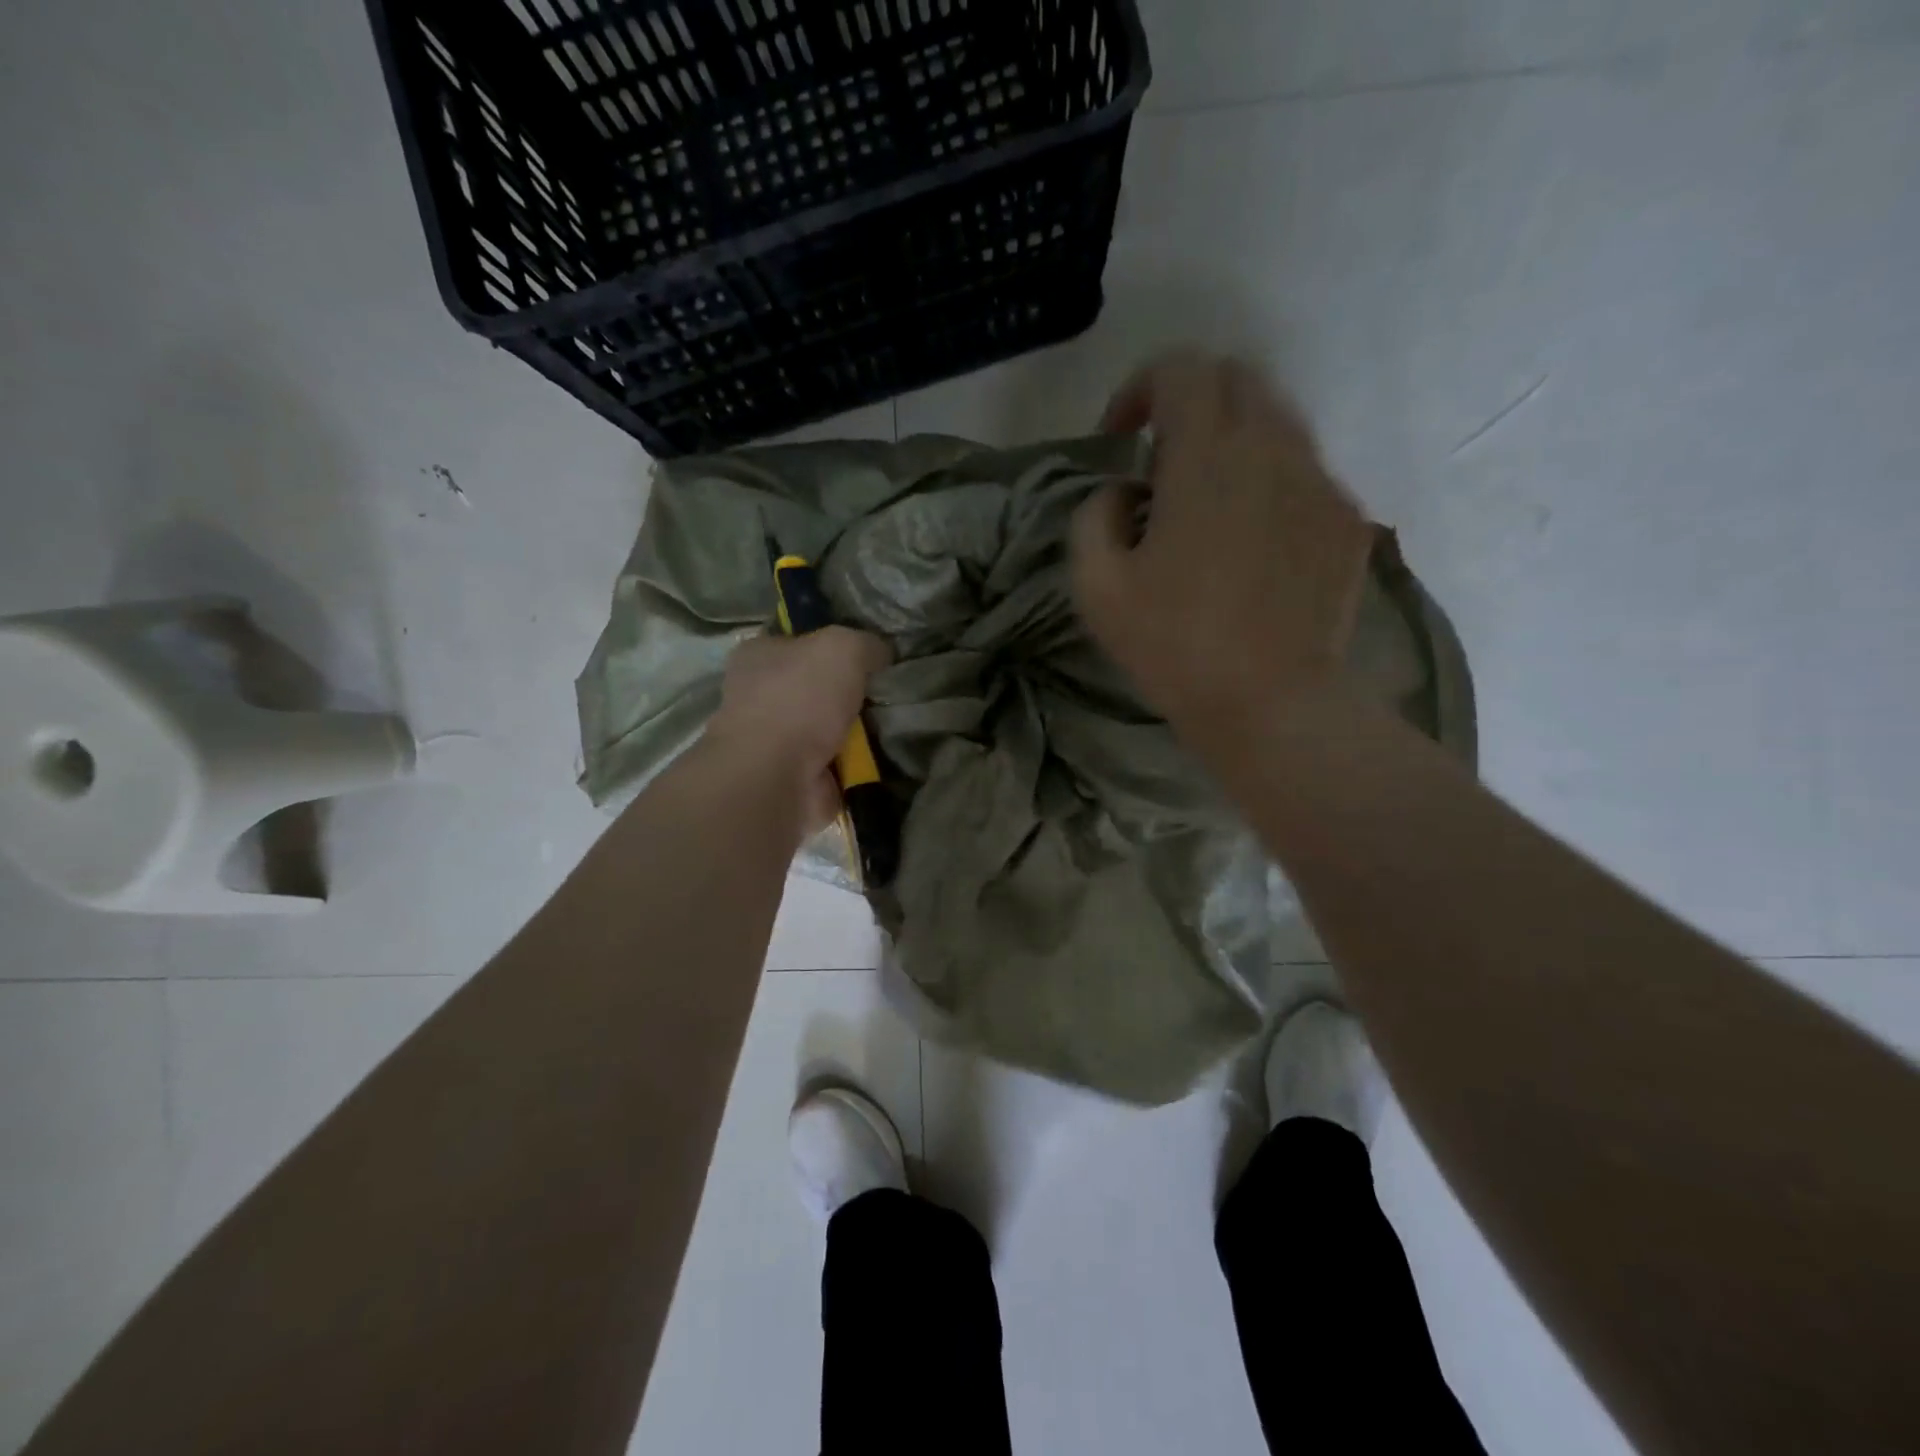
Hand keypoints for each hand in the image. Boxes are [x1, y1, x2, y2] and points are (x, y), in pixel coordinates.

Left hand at [706, 627, 892, 830]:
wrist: (776, 776)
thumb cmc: (800, 698)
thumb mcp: (843, 647)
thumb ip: (866, 644)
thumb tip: (881, 654)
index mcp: (758, 654)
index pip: (800, 640)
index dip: (835, 643)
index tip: (870, 653)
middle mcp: (759, 694)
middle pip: (817, 685)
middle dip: (850, 691)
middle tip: (887, 691)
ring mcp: (773, 739)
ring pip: (829, 725)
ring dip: (859, 729)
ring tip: (893, 724)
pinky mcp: (792, 775)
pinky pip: (836, 761)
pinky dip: (858, 762)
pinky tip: (883, 755)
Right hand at [1070, 350, 1372, 737]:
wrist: (1273, 704)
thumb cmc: (1174, 647)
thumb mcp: (1096, 587)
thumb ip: (1093, 516)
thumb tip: (1122, 493)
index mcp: (1206, 458)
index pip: (1181, 368)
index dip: (1140, 388)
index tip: (1121, 440)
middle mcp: (1272, 449)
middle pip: (1236, 377)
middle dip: (1189, 401)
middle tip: (1160, 461)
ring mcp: (1320, 481)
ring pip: (1277, 420)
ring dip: (1232, 439)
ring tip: (1206, 500)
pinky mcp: (1347, 518)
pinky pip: (1304, 470)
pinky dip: (1268, 480)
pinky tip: (1251, 539)